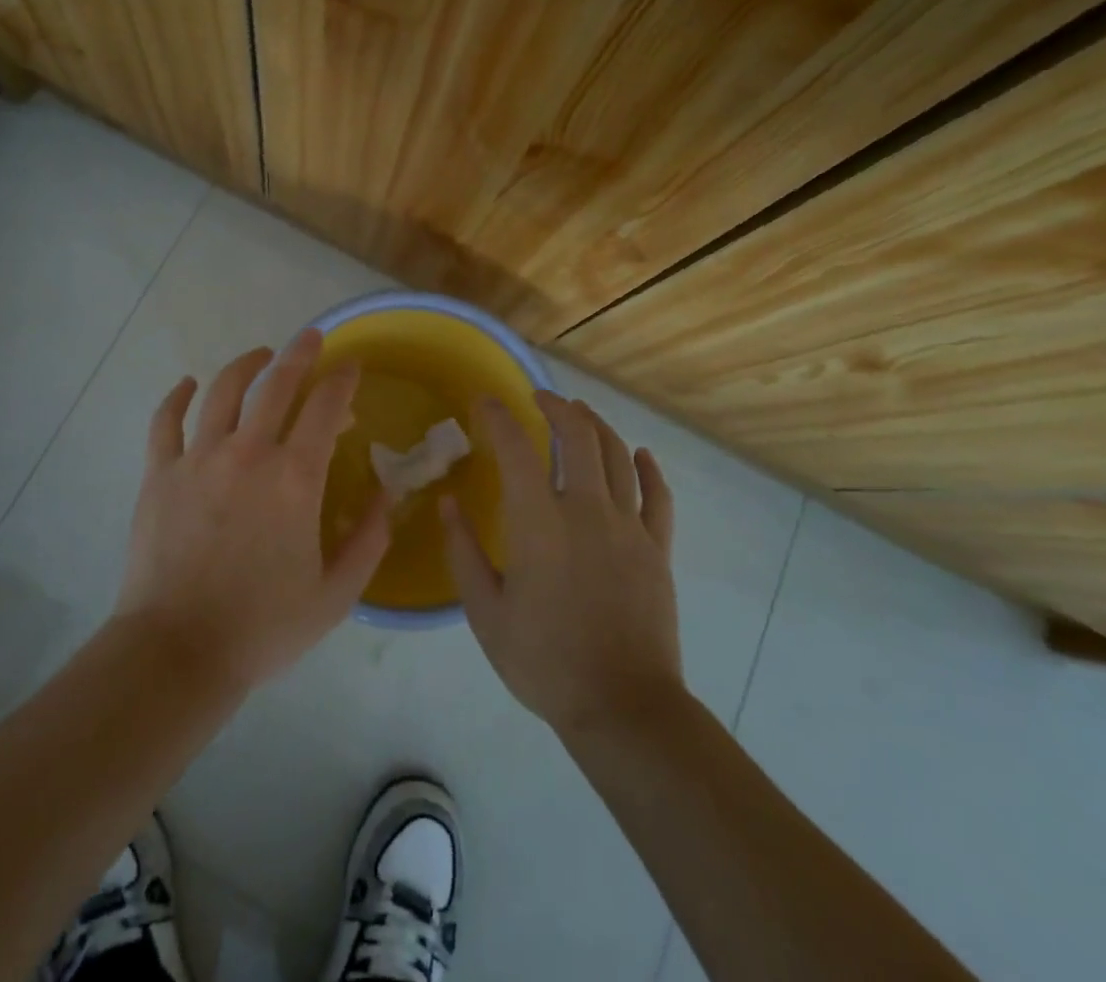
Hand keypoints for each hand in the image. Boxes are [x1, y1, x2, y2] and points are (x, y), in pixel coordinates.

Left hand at [113, 328, 391, 691]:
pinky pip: (166, 421)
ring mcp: (198, 458)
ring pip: (223, 391)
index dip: (343, 379)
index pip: (325, 407)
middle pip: (277, 384)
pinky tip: (188, 384)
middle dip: (300, 354)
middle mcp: (248, 453)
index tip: (352, 365)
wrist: (177, 652)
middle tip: (311, 338)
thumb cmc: (263, 626)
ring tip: (260, 355)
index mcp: (294, 478)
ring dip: (246, 365)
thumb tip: (387, 494)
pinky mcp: (160, 473)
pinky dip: (177, 396)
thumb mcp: (336, 594)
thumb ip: (369, 539)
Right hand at [443, 393, 681, 737]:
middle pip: (578, 435)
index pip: (516, 448)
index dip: (498, 416)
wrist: (623, 707)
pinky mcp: (658, 549)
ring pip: (618, 455)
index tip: (485, 401)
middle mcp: (587, 510)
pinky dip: (648, 468)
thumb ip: (463, 551)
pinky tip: (639, 454)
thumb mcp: (486, 612)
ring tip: (580, 413)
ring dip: (597, 425)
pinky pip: (658, 495)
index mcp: (539, 522)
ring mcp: (629, 527)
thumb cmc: (544, 661)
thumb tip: (447, 503)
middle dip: (557, 407)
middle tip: (540, 398)